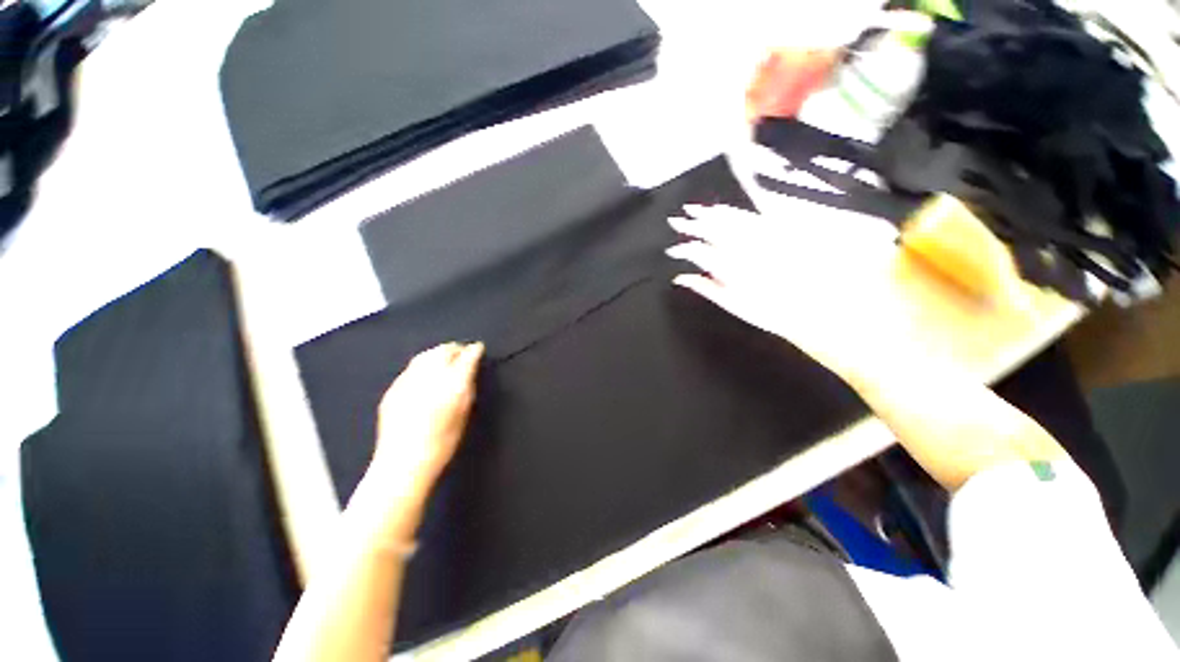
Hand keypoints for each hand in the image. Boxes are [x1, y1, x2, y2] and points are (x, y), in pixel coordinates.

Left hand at [369, 342, 483, 494]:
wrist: (404, 462)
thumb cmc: (443, 442)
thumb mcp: (464, 413)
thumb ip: (468, 387)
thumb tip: (470, 369)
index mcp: (452, 385)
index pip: (466, 357)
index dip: (474, 350)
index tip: (479, 348)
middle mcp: (429, 377)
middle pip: (444, 350)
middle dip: (455, 348)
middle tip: (463, 352)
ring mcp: (407, 381)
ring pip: (425, 355)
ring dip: (438, 353)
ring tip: (445, 358)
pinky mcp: (393, 388)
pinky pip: (411, 368)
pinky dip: (422, 365)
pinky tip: (426, 374)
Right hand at [666, 202, 902, 383]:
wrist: (825, 308)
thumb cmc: (776, 313)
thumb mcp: (737, 305)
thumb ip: (707, 288)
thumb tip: (681, 277)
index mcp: (732, 268)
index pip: (701, 251)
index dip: (684, 248)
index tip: (672, 249)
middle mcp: (746, 247)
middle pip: (714, 229)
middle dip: (693, 223)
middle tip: (677, 218)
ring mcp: (764, 236)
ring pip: (731, 218)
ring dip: (711, 214)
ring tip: (696, 210)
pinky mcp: (781, 230)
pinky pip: (753, 215)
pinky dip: (736, 212)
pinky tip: (726, 209)